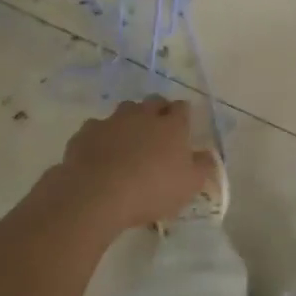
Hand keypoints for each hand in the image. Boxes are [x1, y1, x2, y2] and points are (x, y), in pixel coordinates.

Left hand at [43, 99, 216, 235]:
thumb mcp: (189, 185)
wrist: (96, 194)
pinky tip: (100, 154)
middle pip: (154, 101)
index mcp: (172, 125)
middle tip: (158, 131)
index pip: (182, 108)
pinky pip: (97, 127)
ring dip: (130, 120)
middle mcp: (143, 115)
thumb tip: (208, 154)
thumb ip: (203, 167)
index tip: (183, 127)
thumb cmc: (151, 189)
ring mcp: (113, 121)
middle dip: (158, 110)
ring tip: (129, 142)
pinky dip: (102, 136)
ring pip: (125, 110)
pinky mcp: (87, 132)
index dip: (183, 115)